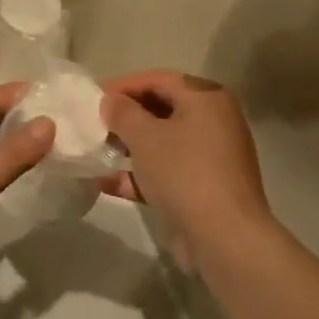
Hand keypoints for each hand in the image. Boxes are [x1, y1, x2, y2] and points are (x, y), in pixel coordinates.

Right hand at [99, 72, 273, 258]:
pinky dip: (141, 175)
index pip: (159, 79)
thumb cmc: (184, 172)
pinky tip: (107, 183)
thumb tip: (110, 101)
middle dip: (126, 118)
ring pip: (163, 143)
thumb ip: (122, 113)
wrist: (225, 238)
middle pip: (162, 110)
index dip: (123, 86)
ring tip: (96, 153)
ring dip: (130, 147)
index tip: (93, 97)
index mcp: (206, 98)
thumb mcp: (145, 137)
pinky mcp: (205, 188)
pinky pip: (168, 171)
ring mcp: (211, 157)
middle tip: (94, 125)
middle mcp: (214, 121)